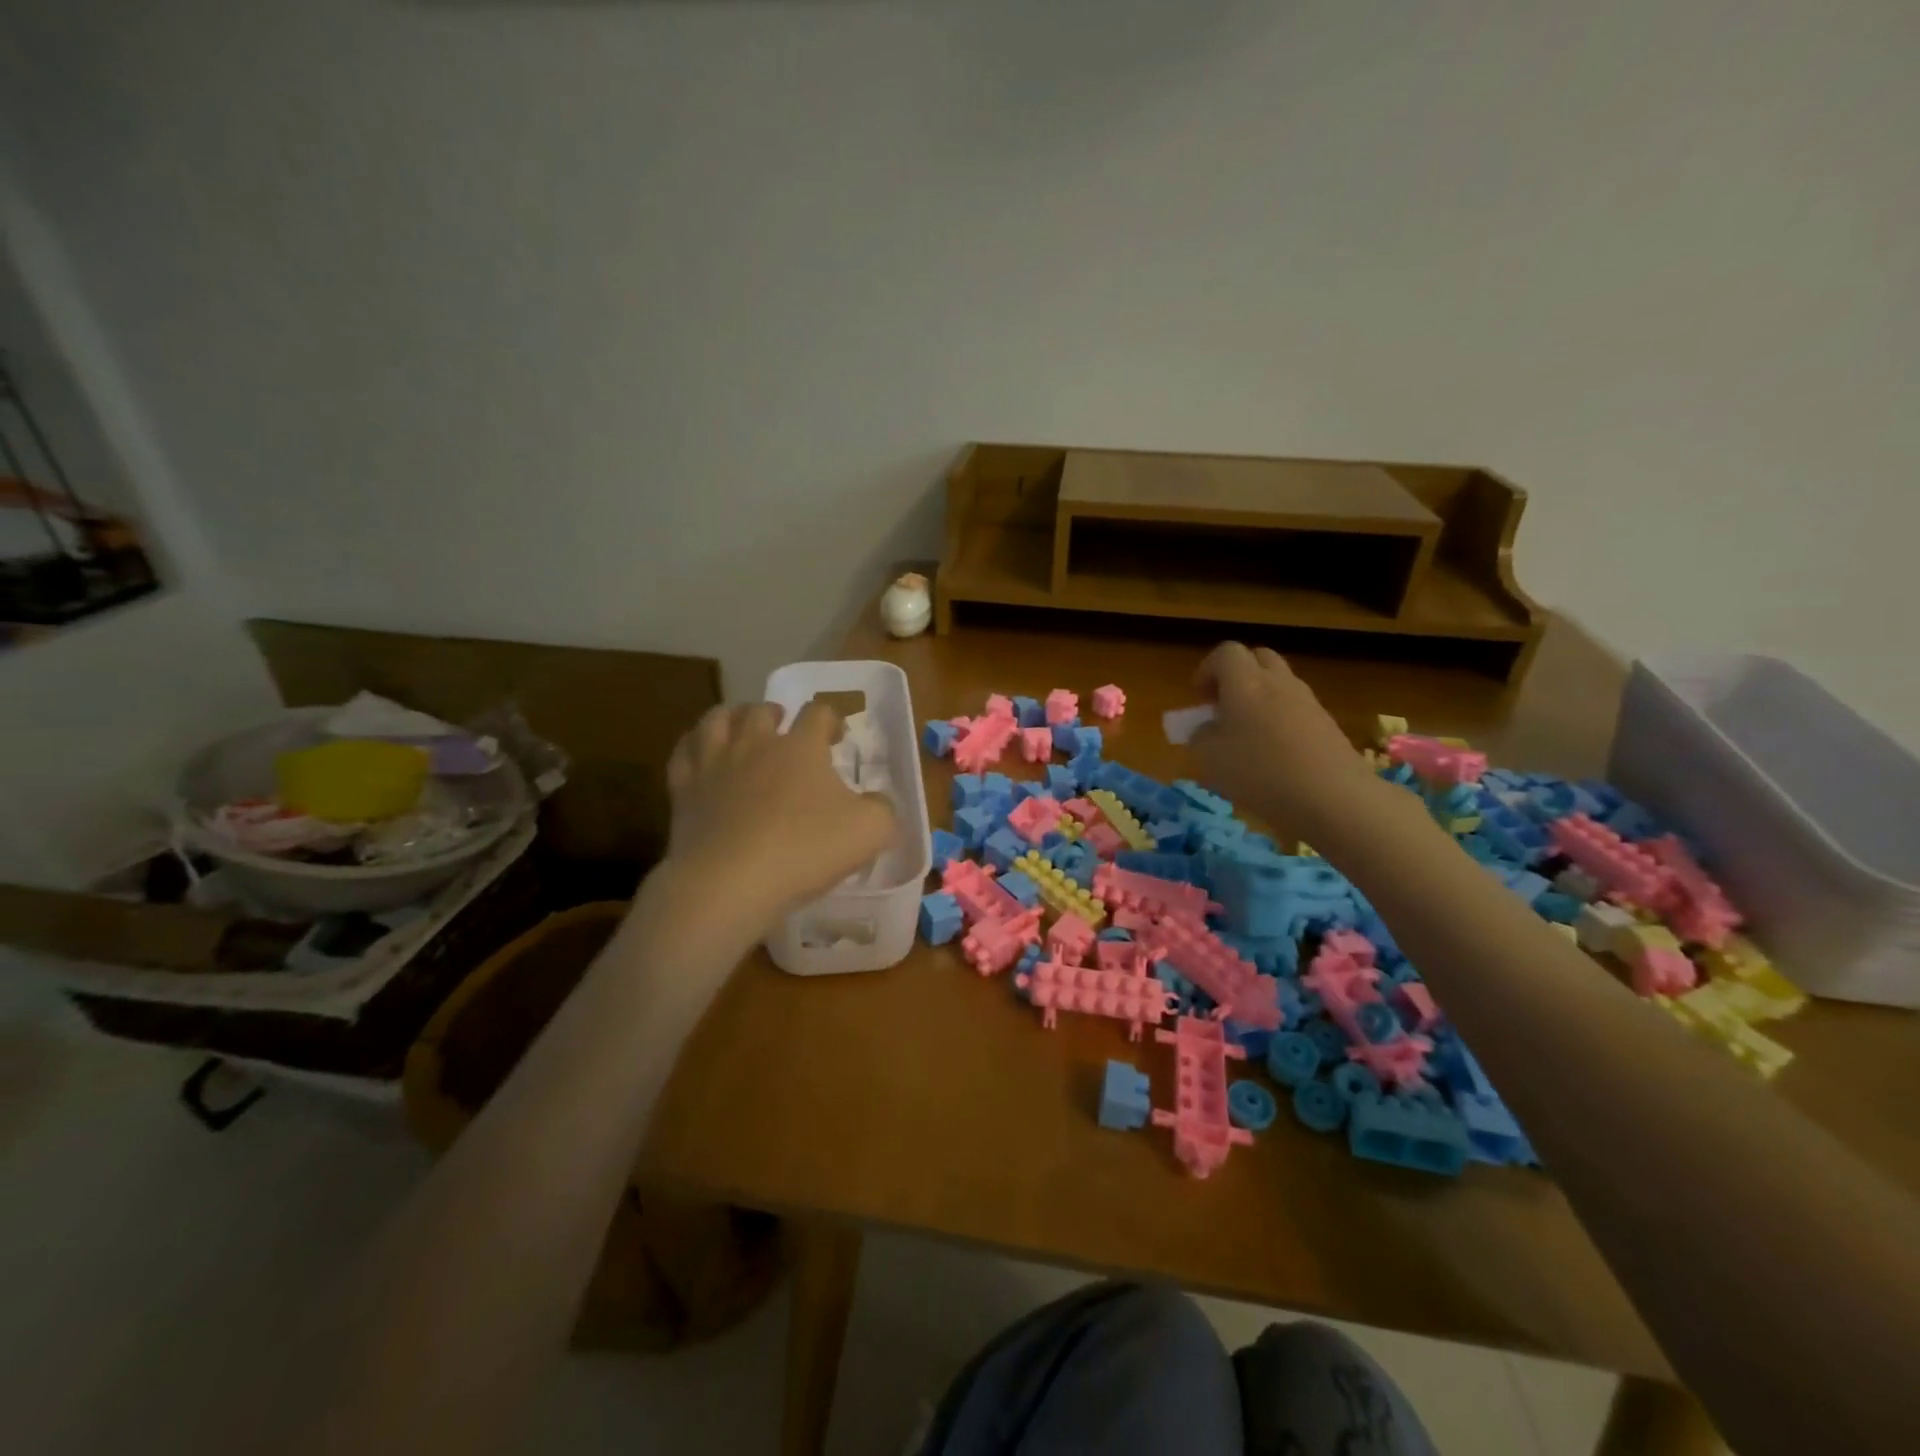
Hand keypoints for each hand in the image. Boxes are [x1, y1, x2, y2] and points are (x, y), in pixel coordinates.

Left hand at [663, 701, 896, 934]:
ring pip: (718, 720)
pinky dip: (694, 745)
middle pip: (762, 710)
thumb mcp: (870, 831)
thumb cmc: (805, 851)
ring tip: (740, 725)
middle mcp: (755, 743)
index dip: (831, 719)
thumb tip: (877, 801)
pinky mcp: (683, 789)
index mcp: (801, 746)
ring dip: (733, 717)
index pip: (818, 713)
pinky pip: (684, 752)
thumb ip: (882, 809)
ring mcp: (714, 763)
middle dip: (777, 713)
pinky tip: (700, 753)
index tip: (838, 736)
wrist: (730, 883)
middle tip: (784, 727)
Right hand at [1188, 642, 1376, 842]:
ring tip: (1248, 737)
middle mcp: (1278, 682)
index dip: (1207, 670)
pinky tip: (1276, 756)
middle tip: (1224, 707)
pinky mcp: (1328, 724)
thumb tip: (1207, 729)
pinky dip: (1281, 721)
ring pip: (1280, 684)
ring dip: (1260, 699)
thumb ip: (1200, 736)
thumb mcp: (1209, 758)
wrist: (1332, 797)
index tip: (1200, 699)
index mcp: (1245, 682)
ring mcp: (1308, 701)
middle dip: (1237, 677)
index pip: (1225, 653)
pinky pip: (1297, 710)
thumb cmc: (1259, 772)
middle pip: (1258, 659)